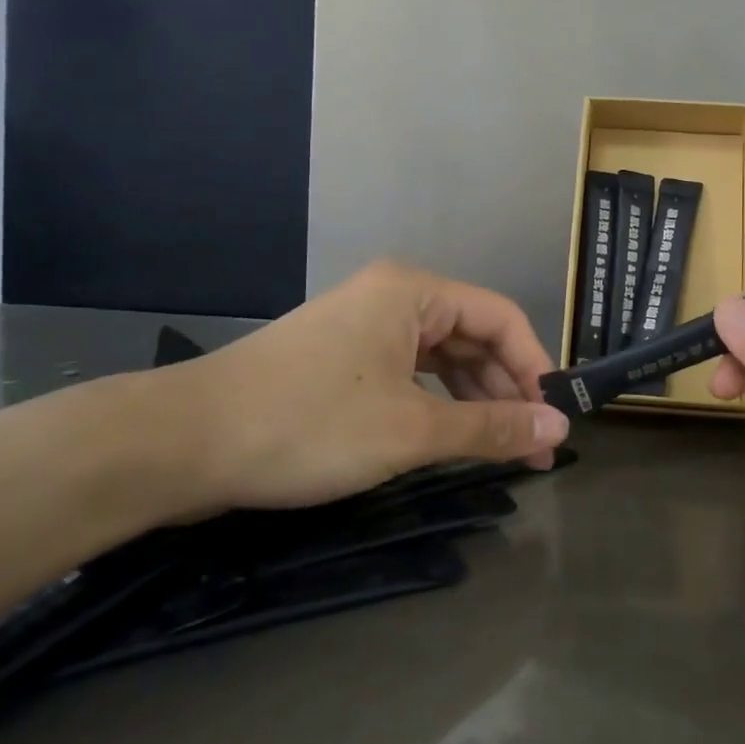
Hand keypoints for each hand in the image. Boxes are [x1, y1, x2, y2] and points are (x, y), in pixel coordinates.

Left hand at [164, 261, 569, 513]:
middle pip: (473, 337)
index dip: (535, 366)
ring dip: (474, 402)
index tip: (555, 420)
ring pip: (441, 360)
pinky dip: (436, 406)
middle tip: (535, 449)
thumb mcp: (410, 429)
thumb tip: (559, 428)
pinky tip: (451, 439)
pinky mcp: (342, 360)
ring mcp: (364, 328)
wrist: (185, 443)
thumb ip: (490, 427)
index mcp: (415, 292)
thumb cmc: (309, 423)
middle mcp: (394, 298)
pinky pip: (409, 375)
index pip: (501, 318)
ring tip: (501, 451)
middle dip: (506, 391)